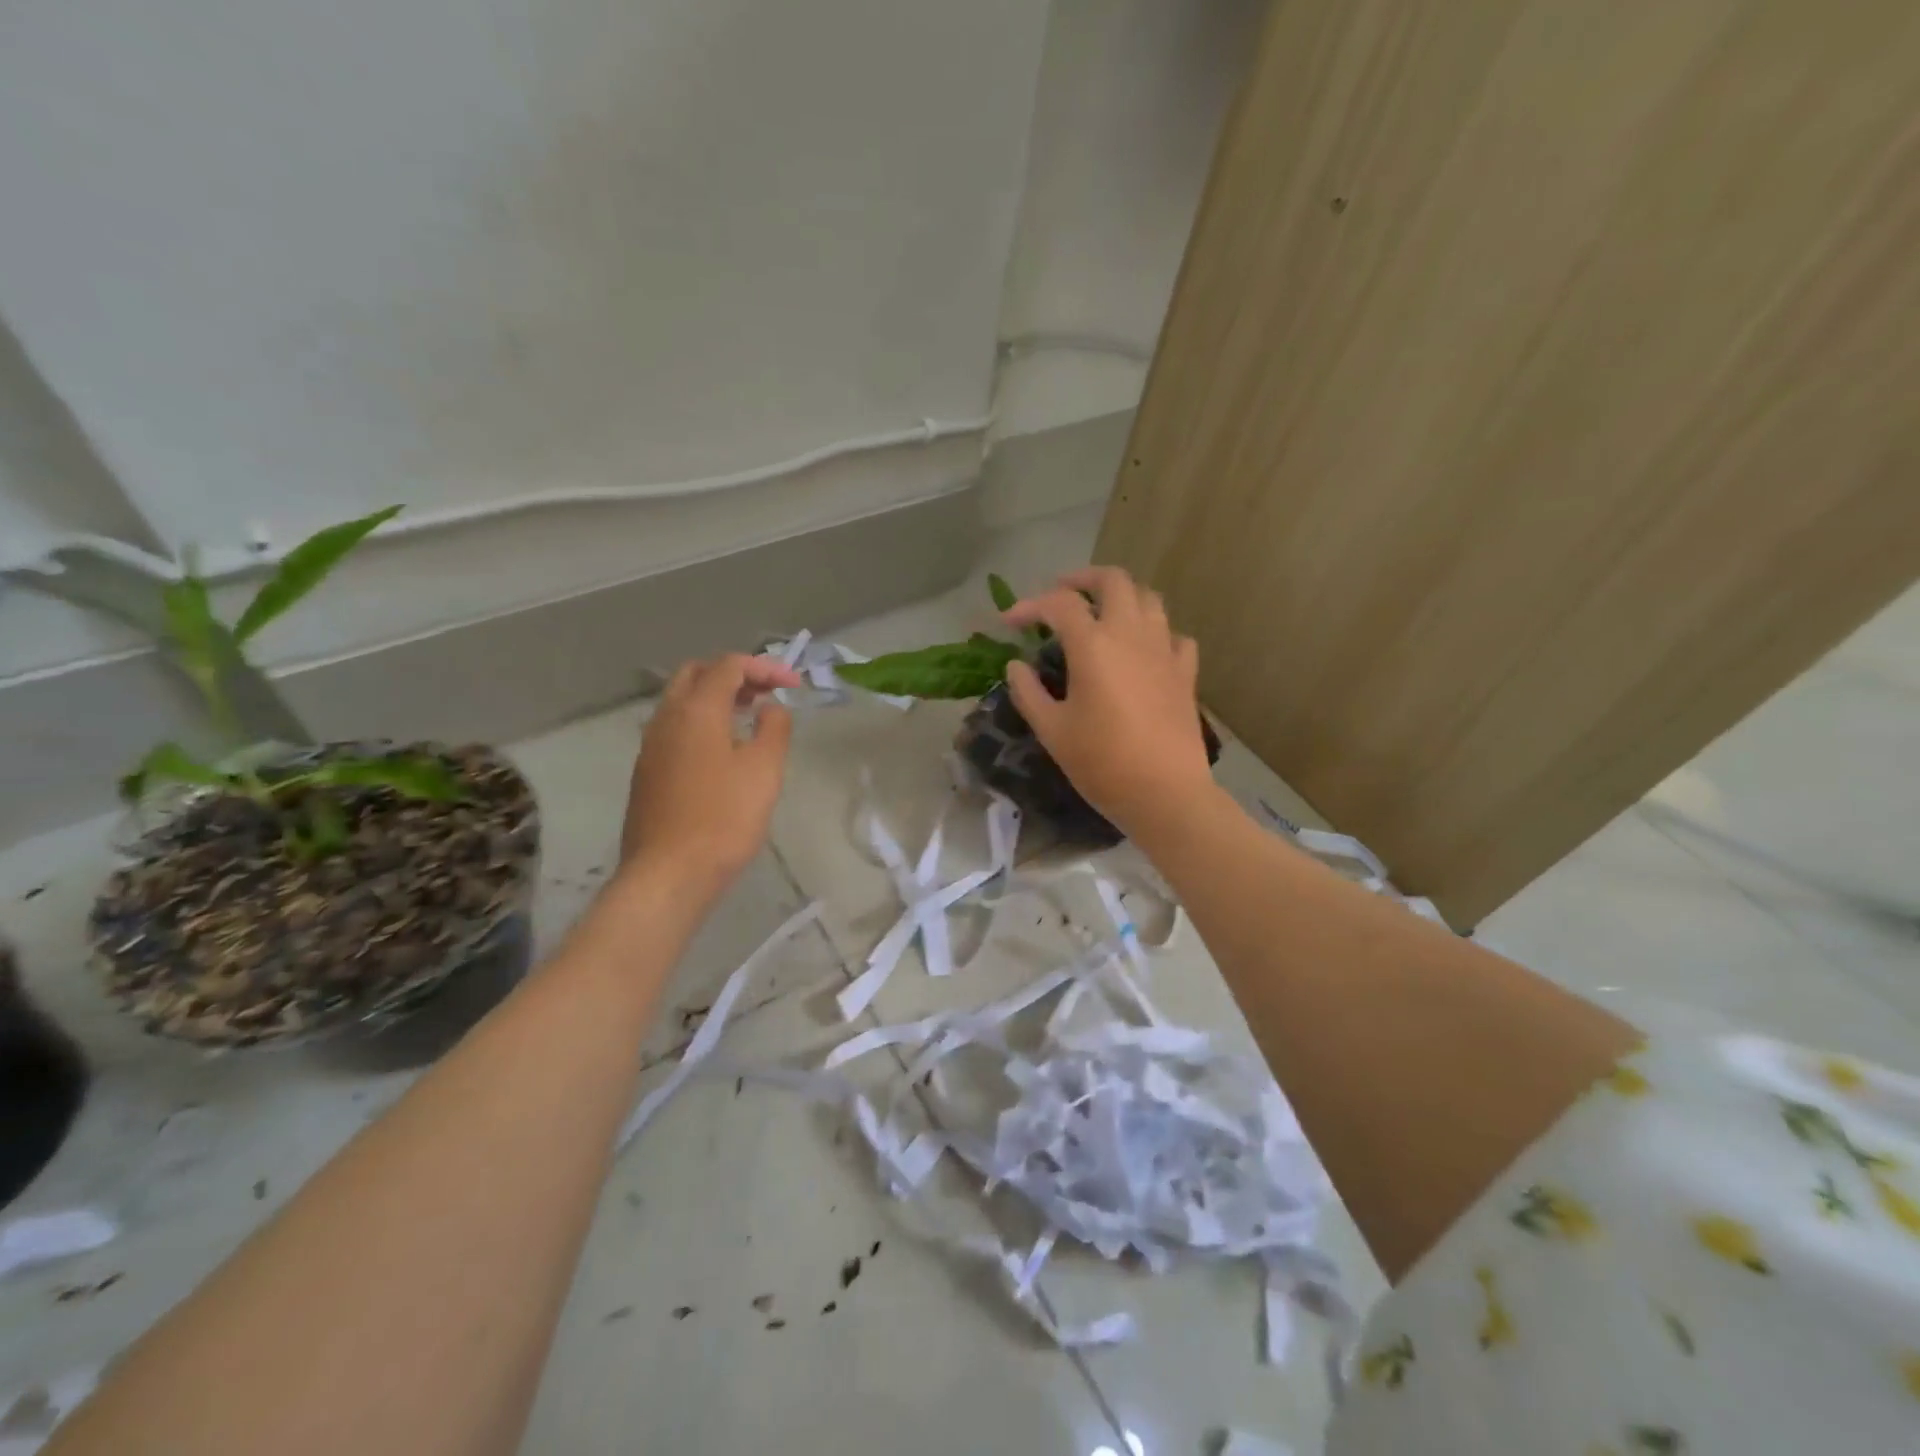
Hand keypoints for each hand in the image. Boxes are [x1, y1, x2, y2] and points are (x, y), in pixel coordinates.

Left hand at [617, 653, 801, 901]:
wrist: (669, 873)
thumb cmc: (724, 818)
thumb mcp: (764, 769)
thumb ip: (773, 728)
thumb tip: (770, 708)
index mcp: (696, 710)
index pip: (729, 666)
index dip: (765, 667)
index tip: (794, 686)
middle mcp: (666, 718)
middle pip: (697, 674)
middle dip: (734, 674)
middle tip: (765, 693)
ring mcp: (651, 746)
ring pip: (681, 701)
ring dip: (715, 697)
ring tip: (749, 717)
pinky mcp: (647, 772)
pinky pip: (674, 728)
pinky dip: (701, 722)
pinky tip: (722, 750)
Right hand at [1003, 566, 1214, 838]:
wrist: (1166, 793)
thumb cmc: (1102, 763)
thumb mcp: (1052, 731)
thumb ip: (1029, 692)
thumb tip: (1016, 666)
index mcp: (1094, 645)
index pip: (1058, 604)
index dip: (1029, 606)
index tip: (1009, 623)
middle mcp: (1131, 634)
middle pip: (1113, 580)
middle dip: (1083, 579)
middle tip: (1061, 595)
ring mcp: (1164, 650)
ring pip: (1148, 599)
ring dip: (1121, 597)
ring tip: (1101, 615)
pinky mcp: (1185, 672)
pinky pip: (1173, 635)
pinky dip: (1154, 632)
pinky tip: (1142, 651)